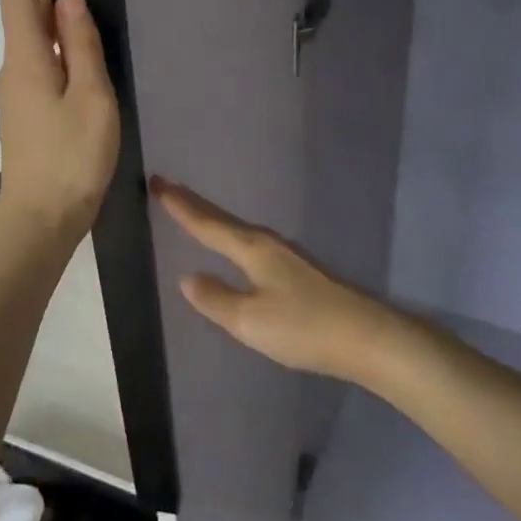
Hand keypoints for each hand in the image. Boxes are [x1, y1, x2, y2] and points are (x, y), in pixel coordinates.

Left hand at [0, 0, 120, 246]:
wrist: (41, 221)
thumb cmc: (71, 159)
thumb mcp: (91, 98)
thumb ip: (82, 46)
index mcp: (25, 58)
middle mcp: (12, 69)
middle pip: (24, 15)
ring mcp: (16, 95)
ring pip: (34, 44)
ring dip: (57, 23)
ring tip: (97, 16)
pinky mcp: (25, 115)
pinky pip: (40, 67)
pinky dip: (60, 52)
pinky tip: (89, 63)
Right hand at [151, 177, 403, 381]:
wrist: (364, 337)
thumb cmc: (303, 327)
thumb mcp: (249, 320)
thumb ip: (216, 299)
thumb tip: (187, 278)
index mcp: (252, 249)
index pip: (207, 223)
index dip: (180, 206)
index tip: (156, 182)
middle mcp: (267, 244)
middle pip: (223, 220)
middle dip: (194, 205)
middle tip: (167, 188)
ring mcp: (285, 256)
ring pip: (238, 230)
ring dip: (212, 219)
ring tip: (193, 212)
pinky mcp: (296, 271)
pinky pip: (250, 243)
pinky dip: (230, 236)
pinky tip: (232, 247)